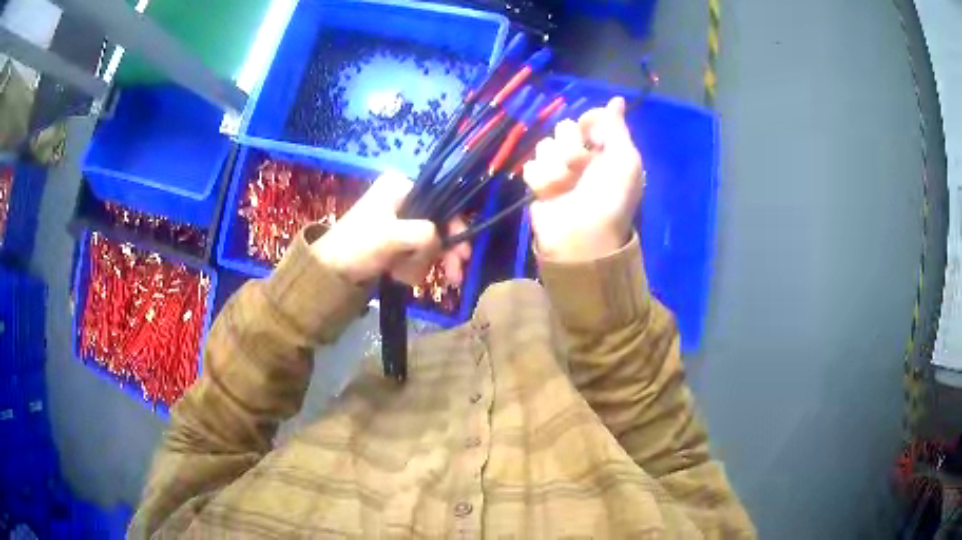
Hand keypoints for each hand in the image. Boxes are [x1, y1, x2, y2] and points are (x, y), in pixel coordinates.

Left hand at [312, 171, 470, 285]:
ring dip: (421, 262)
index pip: (442, 200)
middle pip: (438, 223)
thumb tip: (441, 241)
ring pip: (428, 241)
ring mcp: (398, 219)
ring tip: (403, 276)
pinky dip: (412, 266)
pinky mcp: (394, 239)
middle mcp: (403, 197)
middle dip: (440, 252)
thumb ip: (425, 234)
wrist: (329, 271)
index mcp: (401, 185)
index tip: (462, 255)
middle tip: (454, 278)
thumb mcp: (393, 236)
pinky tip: (398, 276)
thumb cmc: (358, 246)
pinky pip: (416, 251)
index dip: (455, 227)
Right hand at [522, 97, 643, 261]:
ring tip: (565, 185)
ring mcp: (559, 168)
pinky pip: (531, 166)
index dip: (589, 123)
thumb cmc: (610, 196)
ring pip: (545, 145)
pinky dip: (541, 180)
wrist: (582, 233)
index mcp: (605, 149)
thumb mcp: (625, 159)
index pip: (590, 119)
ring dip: (556, 167)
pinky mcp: (539, 182)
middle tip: (579, 167)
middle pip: (564, 128)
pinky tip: (550, 194)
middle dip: (571, 147)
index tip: (590, 131)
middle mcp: (582, 155)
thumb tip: (617, 99)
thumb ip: (617, 128)